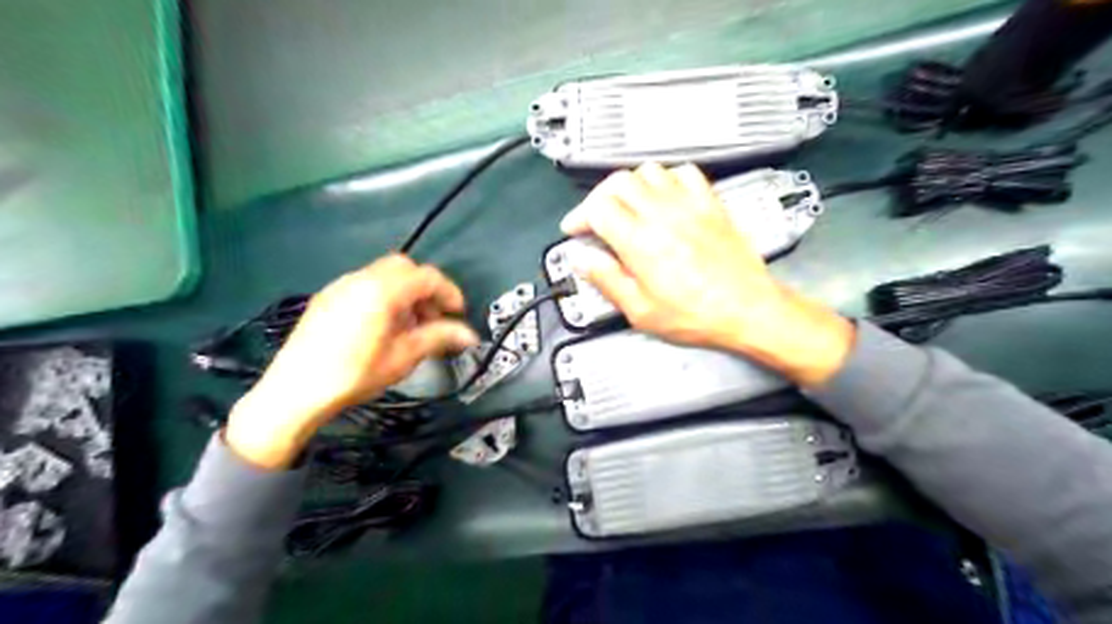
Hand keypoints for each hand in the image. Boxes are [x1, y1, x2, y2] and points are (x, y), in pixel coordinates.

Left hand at [226, 253, 479, 467]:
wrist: (294, 391)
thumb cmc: (355, 374)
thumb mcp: (403, 357)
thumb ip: (438, 338)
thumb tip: (470, 335)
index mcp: (382, 290)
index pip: (426, 276)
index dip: (449, 292)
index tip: (458, 314)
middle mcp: (360, 279)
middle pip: (404, 268)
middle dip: (425, 288)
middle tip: (433, 317)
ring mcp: (340, 286)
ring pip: (383, 275)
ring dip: (404, 292)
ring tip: (409, 326)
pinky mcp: (326, 297)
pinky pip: (364, 285)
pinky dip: (383, 296)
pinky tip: (382, 327)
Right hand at [560, 160, 853, 383]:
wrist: (748, 309)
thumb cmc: (699, 315)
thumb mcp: (642, 311)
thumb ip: (608, 281)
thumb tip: (583, 261)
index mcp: (640, 243)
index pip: (597, 208)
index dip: (579, 215)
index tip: (575, 228)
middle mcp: (663, 215)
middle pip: (618, 182)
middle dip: (598, 197)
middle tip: (595, 216)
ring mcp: (689, 205)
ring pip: (648, 171)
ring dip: (630, 185)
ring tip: (626, 205)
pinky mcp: (711, 204)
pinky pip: (684, 173)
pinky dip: (666, 179)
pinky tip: (664, 196)